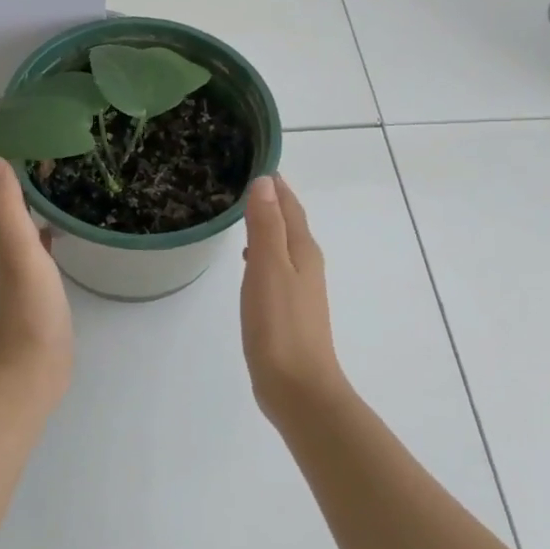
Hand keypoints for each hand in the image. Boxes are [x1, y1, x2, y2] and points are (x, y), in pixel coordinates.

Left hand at [0, 156, 73, 402]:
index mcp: (3, 242)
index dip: (21, 165)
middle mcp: (9, 254)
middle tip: (67, 153)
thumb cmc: (27, 313)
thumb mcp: (18, 254)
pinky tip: (67, 233)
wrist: (28, 375)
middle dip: (36, 180)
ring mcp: (25, 277)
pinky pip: (45, 254)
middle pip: (18, 207)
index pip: (8, 192)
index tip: (45, 137)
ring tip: (71, 184)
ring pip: (31, 229)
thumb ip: (6, 207)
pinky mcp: (42, 295)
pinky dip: (52, 235)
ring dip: (44, 206)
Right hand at [241, 175, 351, 424]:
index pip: (290, 207)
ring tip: (243, 215)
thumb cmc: (279, 325)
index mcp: (303, 251)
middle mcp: (307, 265)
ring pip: (283, 246)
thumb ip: (266, 226)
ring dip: (267, 228)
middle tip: (243, 183)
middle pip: (290, 223)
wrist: (298, 387)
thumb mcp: (268, 268)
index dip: (276, 185)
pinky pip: (276, 269)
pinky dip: (263, 255)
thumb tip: (266, 182)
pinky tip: (249, 262)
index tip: (257, 161)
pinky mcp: (289, 311)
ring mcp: (300, 290)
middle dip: (271, 202)